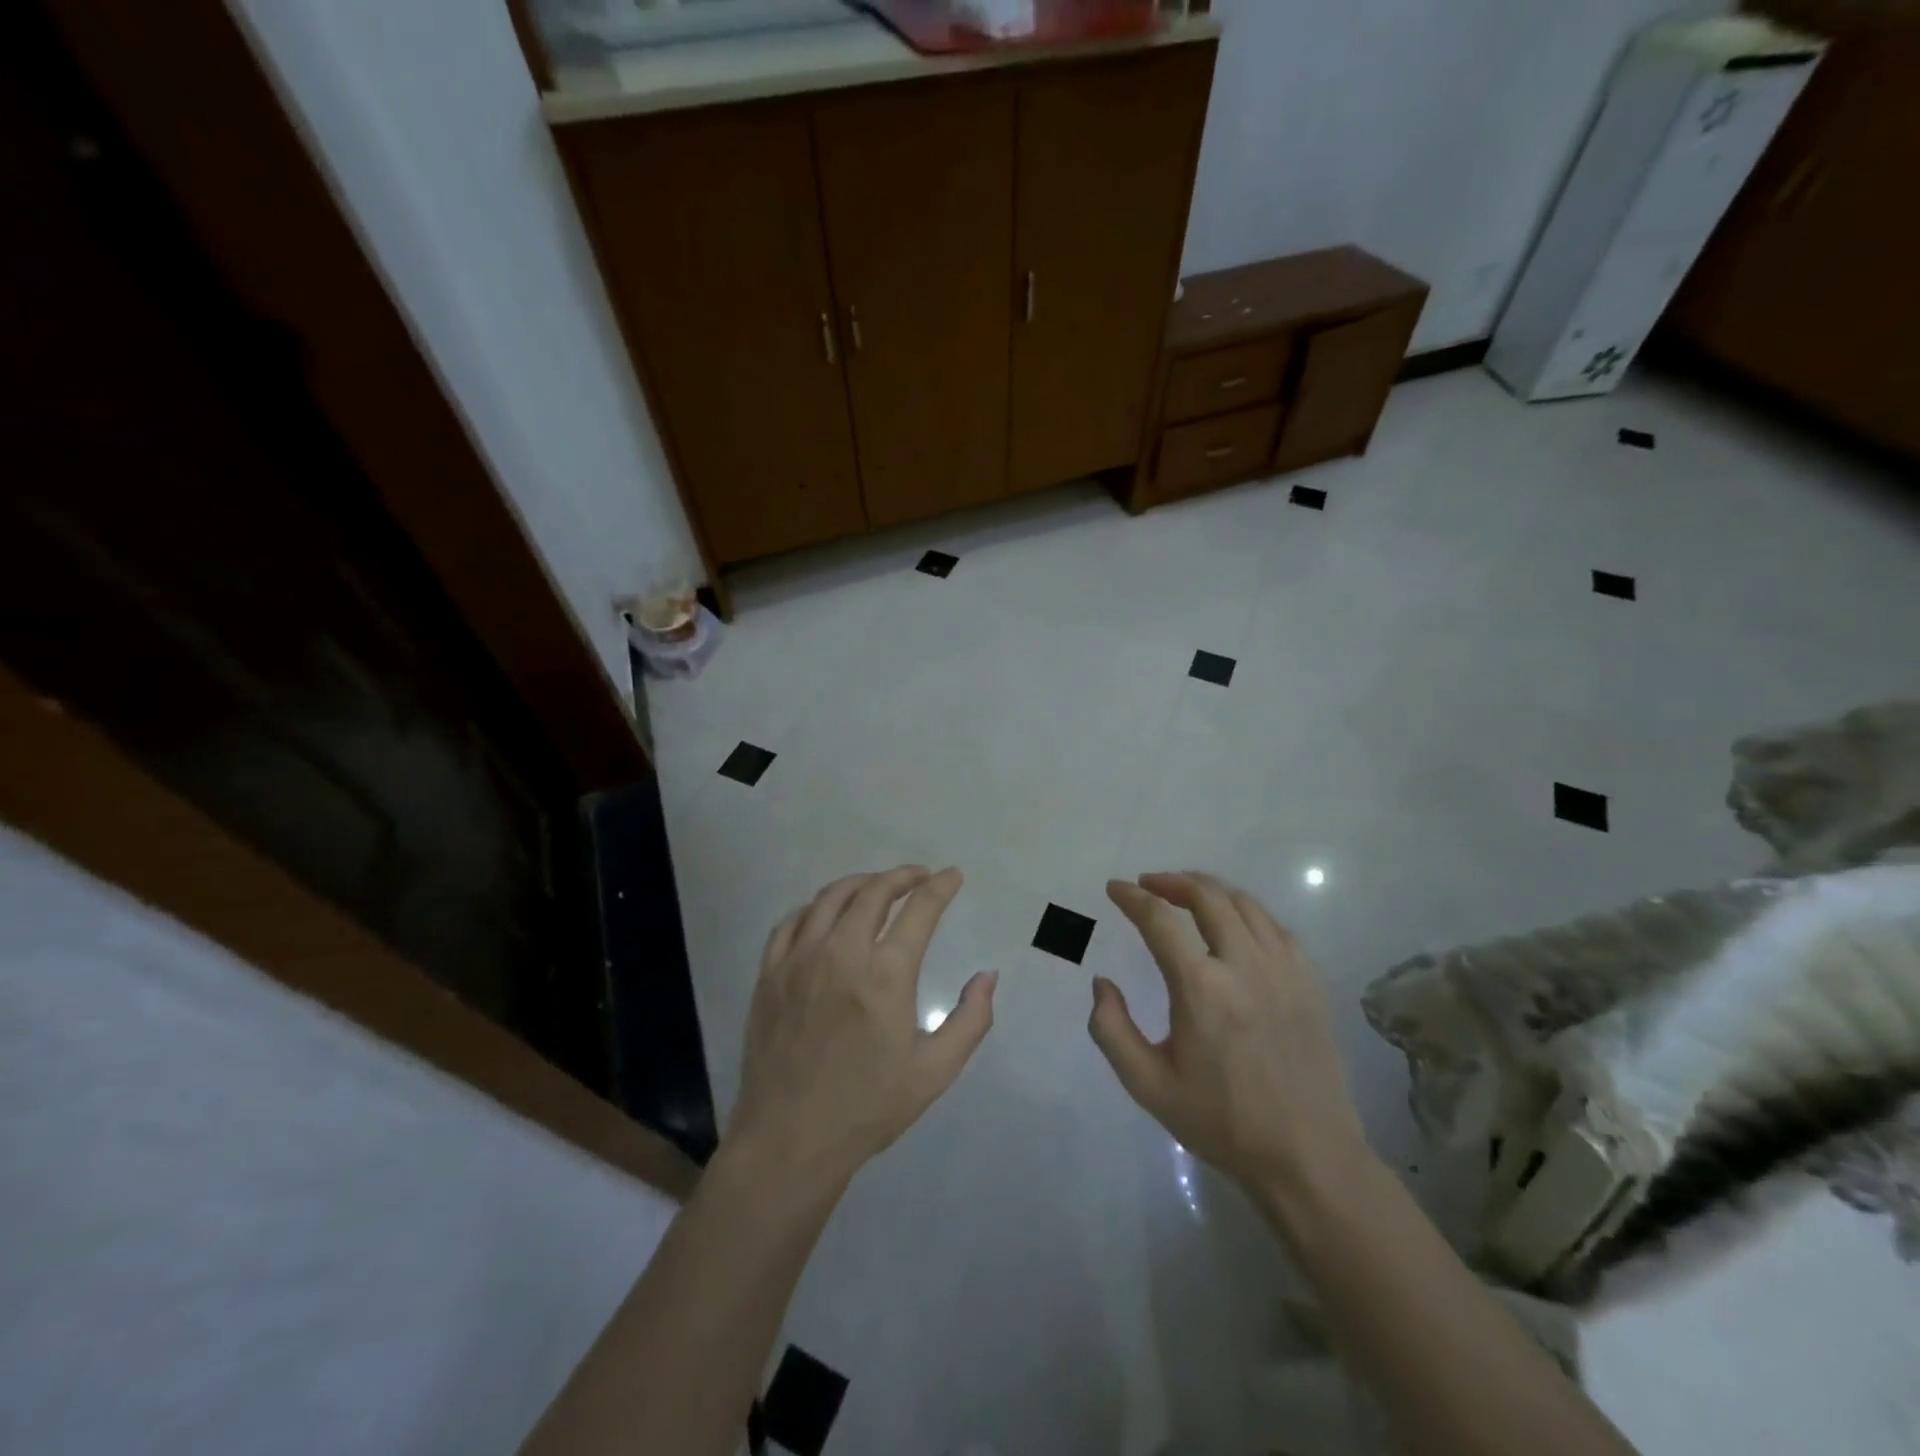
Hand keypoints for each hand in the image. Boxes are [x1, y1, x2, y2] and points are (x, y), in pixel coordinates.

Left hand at [726, 866, 995, 1190]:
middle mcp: (841, 953)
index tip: (952, 876)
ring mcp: (799, 959)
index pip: (920, 909)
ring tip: (878, 887)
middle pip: (874, 891)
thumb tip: (988, 976)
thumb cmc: (868, 1107)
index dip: (940, 886)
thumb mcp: (935, 1071)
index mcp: (885, 974)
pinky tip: (827, 914)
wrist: (789, 1140)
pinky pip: (793, 921)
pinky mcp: (770, 973)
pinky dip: (817, 906)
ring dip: (861, 883)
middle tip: (919, 877)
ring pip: (831, 897)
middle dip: (902, 876)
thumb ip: (971, 1020)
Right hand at [1089, 872, 1368, 1193]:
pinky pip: (1275, 926)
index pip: (1159, 919)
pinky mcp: (1310, 981)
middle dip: (1172, 881)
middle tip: (1149, 884)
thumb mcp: (1148, 1085)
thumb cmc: (1221, 1121)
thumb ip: (1111, 1029)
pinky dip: (1246, 913)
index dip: (1132, 897)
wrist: (1307, 1156)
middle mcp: (1244, 965)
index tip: (1115, 889)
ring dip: (1210, 890)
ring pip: (1245, 904)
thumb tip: (1102, 983)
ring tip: (1187, 894)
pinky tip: (1235, 925)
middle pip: (1207, 896)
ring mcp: (1284, 970)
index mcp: (1201, 988)